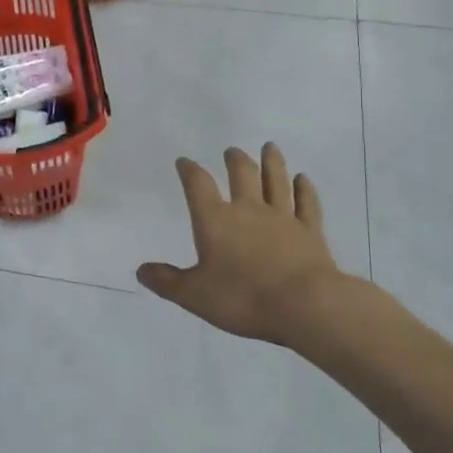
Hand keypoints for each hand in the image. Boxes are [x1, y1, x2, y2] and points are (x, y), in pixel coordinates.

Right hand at [138, 144, 351, 348]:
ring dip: (272, 163)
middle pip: (242, 175)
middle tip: (232, 151)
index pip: (198, 186)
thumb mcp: (193, 295)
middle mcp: (248, 210)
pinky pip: (307, 204)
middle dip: (235, 161)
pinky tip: (303, 179)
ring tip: (269, 147)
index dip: (189, 171)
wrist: (304, 305)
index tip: (184, 161)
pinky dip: (305, 189)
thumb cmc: (242, 298)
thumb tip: (141, 270)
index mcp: (215, 220)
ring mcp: (283, 218)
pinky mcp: (310, 232)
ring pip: (276, 182)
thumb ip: (167, 282)